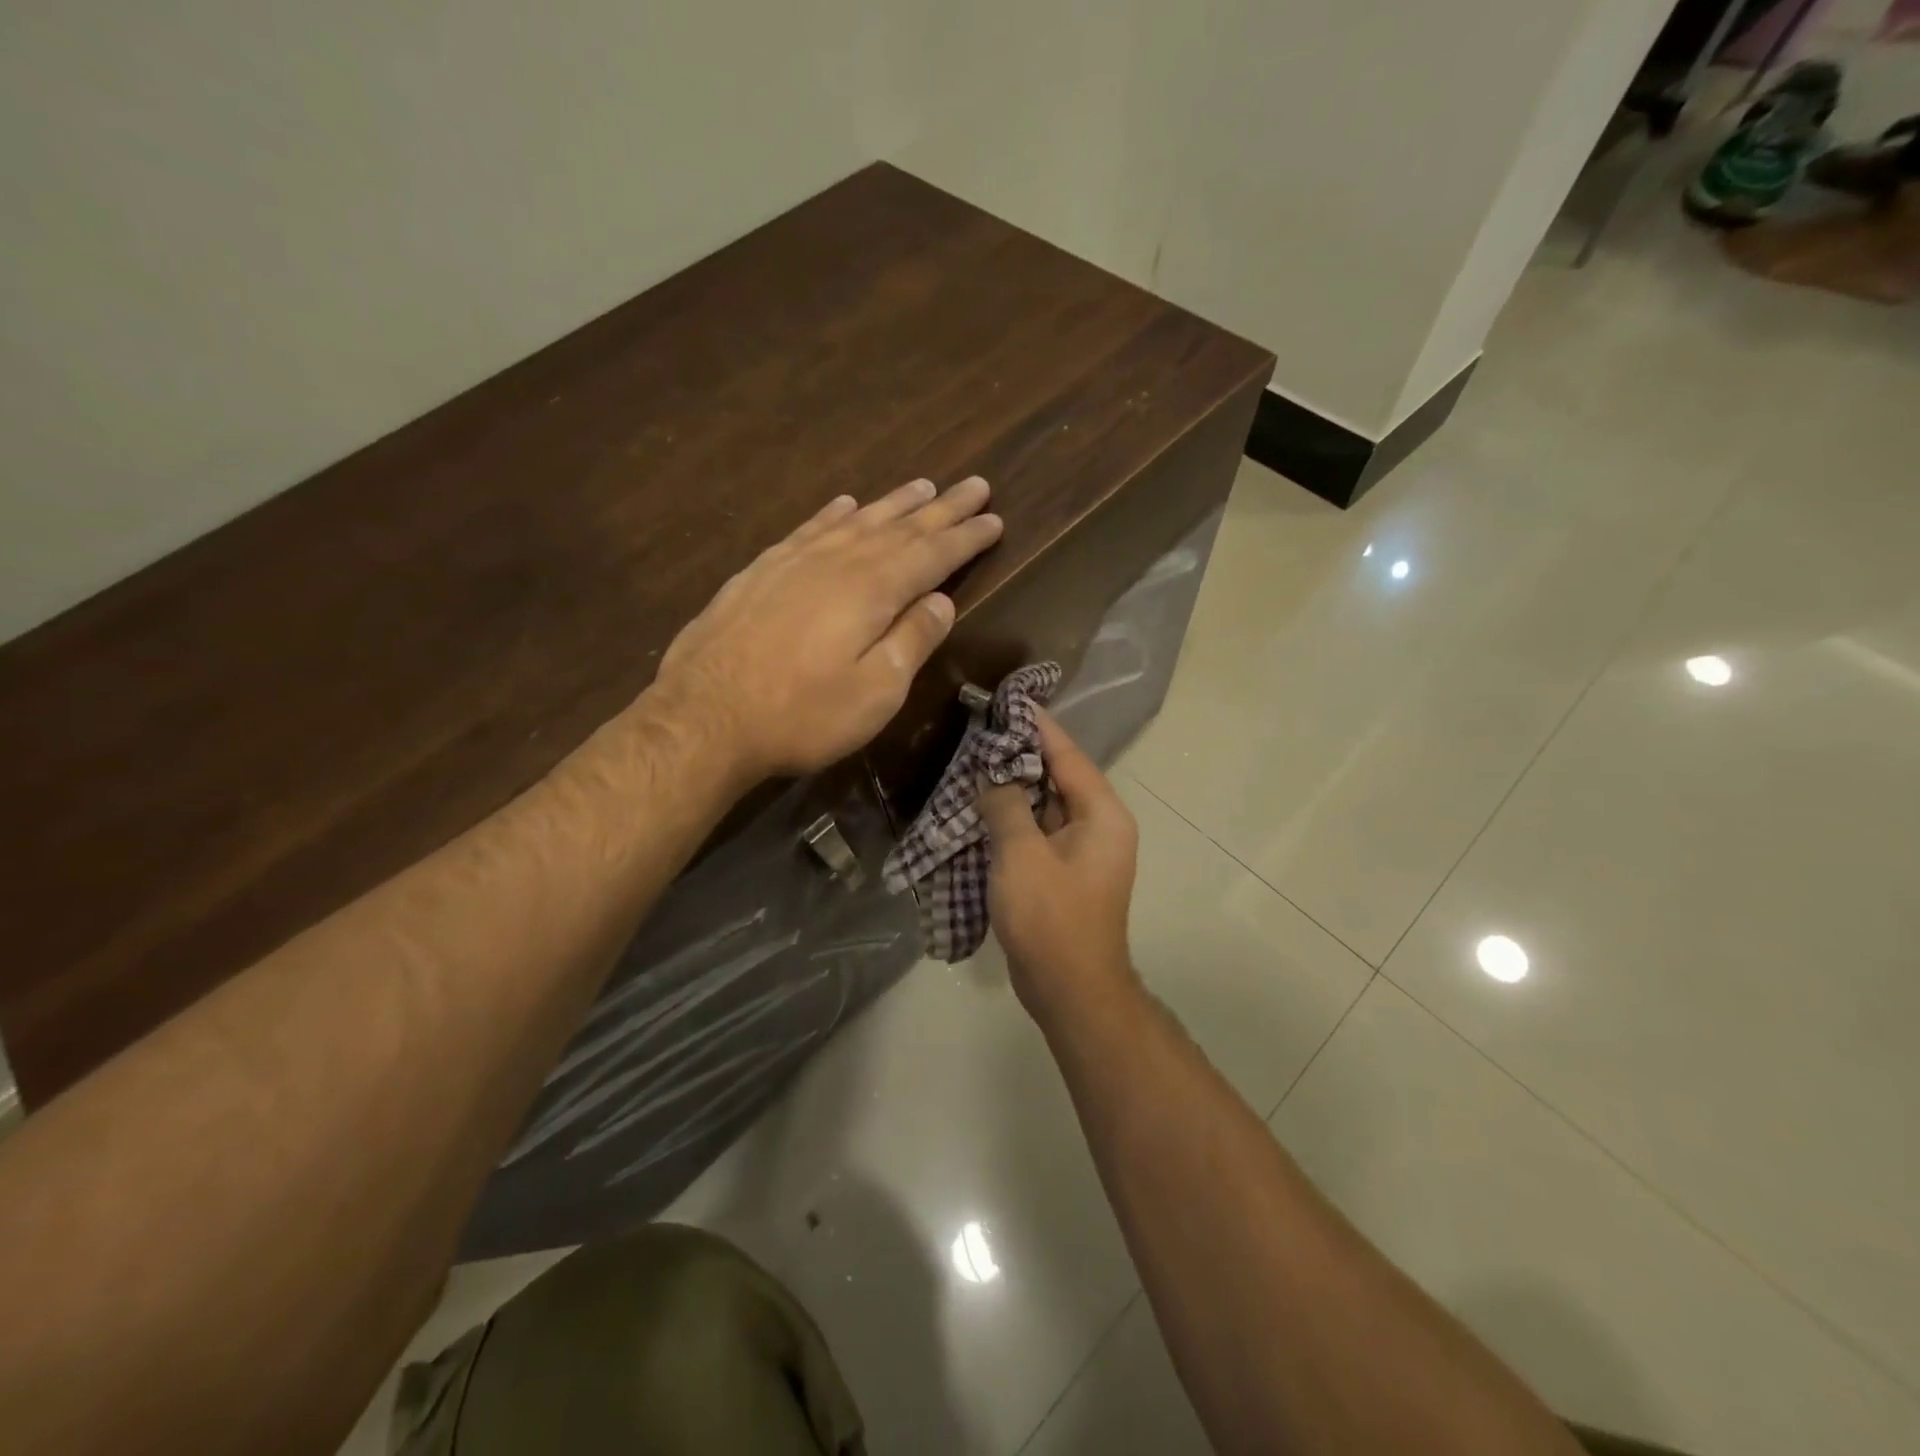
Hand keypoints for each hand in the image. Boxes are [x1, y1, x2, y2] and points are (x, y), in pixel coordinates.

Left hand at [653, 476, 1001, 779]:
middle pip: (900, 526)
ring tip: (923, 485)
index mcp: (873, 590)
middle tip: (975, 485)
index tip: (994, 518)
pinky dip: (833, 513)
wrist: (704, 716)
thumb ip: (912, 642)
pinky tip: (844, 504)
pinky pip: (809, 528)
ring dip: (894, 503)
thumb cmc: (801, 714)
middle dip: (942, 508)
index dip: (967, 537)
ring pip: (856, 520)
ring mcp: (795, 561)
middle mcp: (838, 562)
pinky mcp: (761, 571)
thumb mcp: (875, 693)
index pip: (933, 554)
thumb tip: (943, 601)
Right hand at [978, 711, 1140, 1026]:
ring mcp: (1082, 851)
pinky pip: (1038, 831)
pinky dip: (1013, 817)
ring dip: (1013, 787)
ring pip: (1045, 805)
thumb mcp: (1021, 854)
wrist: (1070, 990)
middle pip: (1058, 777)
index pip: (1068, 755)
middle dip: (1020, 755)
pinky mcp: (1064, 873)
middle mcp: (1099, 826)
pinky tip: (982, 807)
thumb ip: (1005, 805)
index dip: (1037, 726)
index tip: (1009, 700)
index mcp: (1102, 814)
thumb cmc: (1051, 917)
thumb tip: (992, 773)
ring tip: (975, 760)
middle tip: (981, 730)